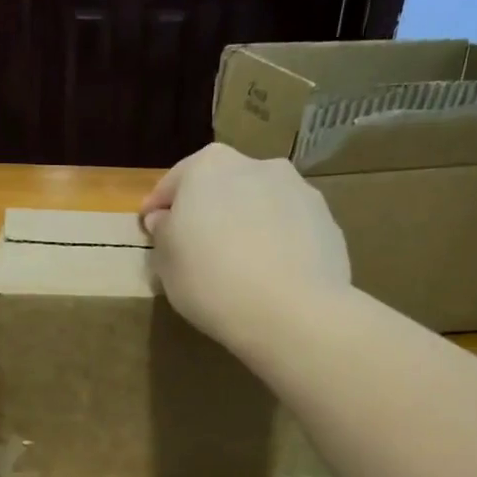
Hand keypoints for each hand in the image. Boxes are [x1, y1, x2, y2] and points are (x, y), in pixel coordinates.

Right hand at [141, 144, 349, 351]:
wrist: (291, 311)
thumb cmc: (212, 281)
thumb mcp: (167, 263)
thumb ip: (163, 233)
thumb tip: (166, 219)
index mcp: (209, 166)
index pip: (173, 182)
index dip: (158, 208)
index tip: (150, 229)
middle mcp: (256, 164)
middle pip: (221, 186)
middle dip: (208, 210)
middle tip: (196, 246)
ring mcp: (298, 190)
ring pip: (260, 203)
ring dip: (246, 222)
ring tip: (239, 262)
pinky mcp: (327, 220)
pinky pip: (288, 227)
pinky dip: (276, 241)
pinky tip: (270, 273)